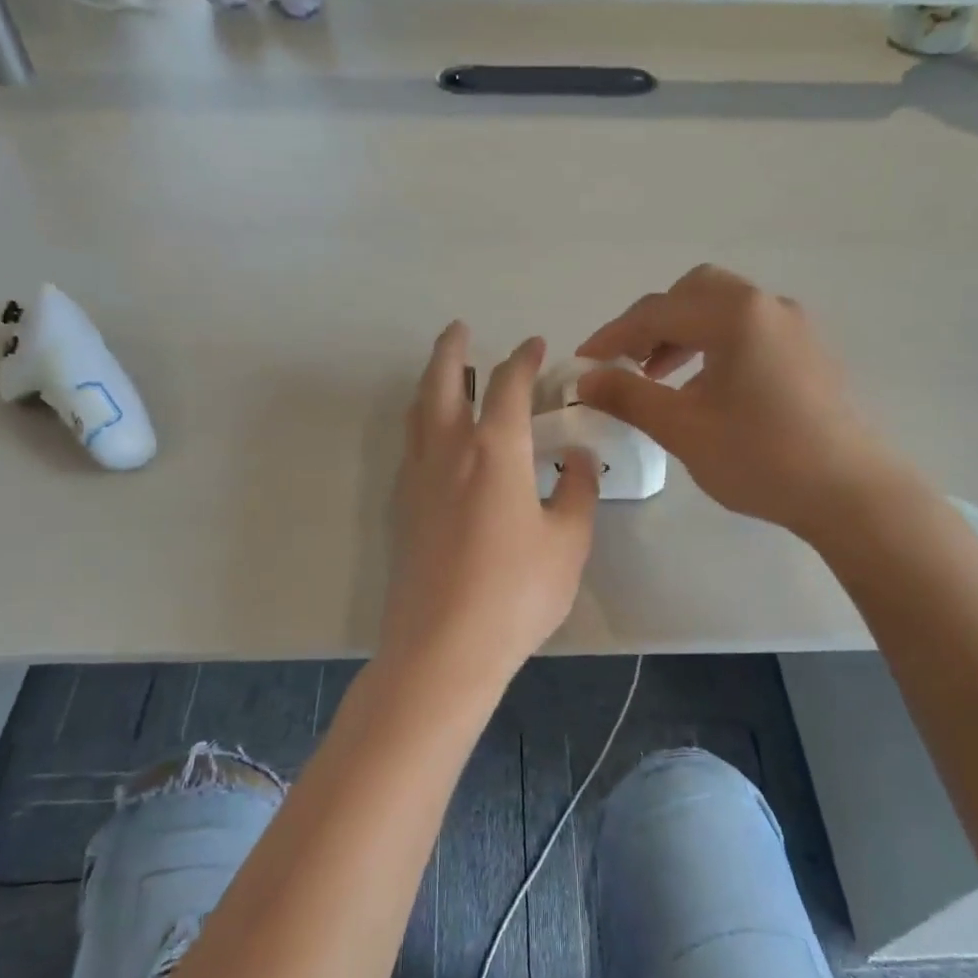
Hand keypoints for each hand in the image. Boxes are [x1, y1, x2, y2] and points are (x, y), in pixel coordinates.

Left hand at [379, 325, 598, 690]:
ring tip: (445, 374)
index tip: (535, 346)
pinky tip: (437, 441)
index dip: (524, 360)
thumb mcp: (567, 542)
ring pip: (418, 413)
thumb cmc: (516, 593)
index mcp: (493, 450)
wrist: (442, 648)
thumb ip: (576, 492)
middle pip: (441, 382)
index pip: (508, 386)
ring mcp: (417, 480)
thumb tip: (574, 459)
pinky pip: (411, 447)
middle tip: (460, 329)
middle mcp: (447, 452)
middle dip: (452, 349)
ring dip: (431, 383)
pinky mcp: (402, 509)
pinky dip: (423, 424)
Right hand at [578, 265, 899, 539]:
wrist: (849, 493)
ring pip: (723, 309)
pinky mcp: (808, 351)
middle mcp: (766, 305)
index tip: (582, 363)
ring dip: (683, 332)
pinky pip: (748, 330)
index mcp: (734, 315)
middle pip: (693, 293)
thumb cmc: (760, 457)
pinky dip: (714, 344)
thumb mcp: (683, 429)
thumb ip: (628, 396)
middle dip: (652, 323)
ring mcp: (794, 326)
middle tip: (627, 361)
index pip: (657, 311)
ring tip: (658, 376)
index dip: (612, 335)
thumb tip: (584, 379)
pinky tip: (705, 387)